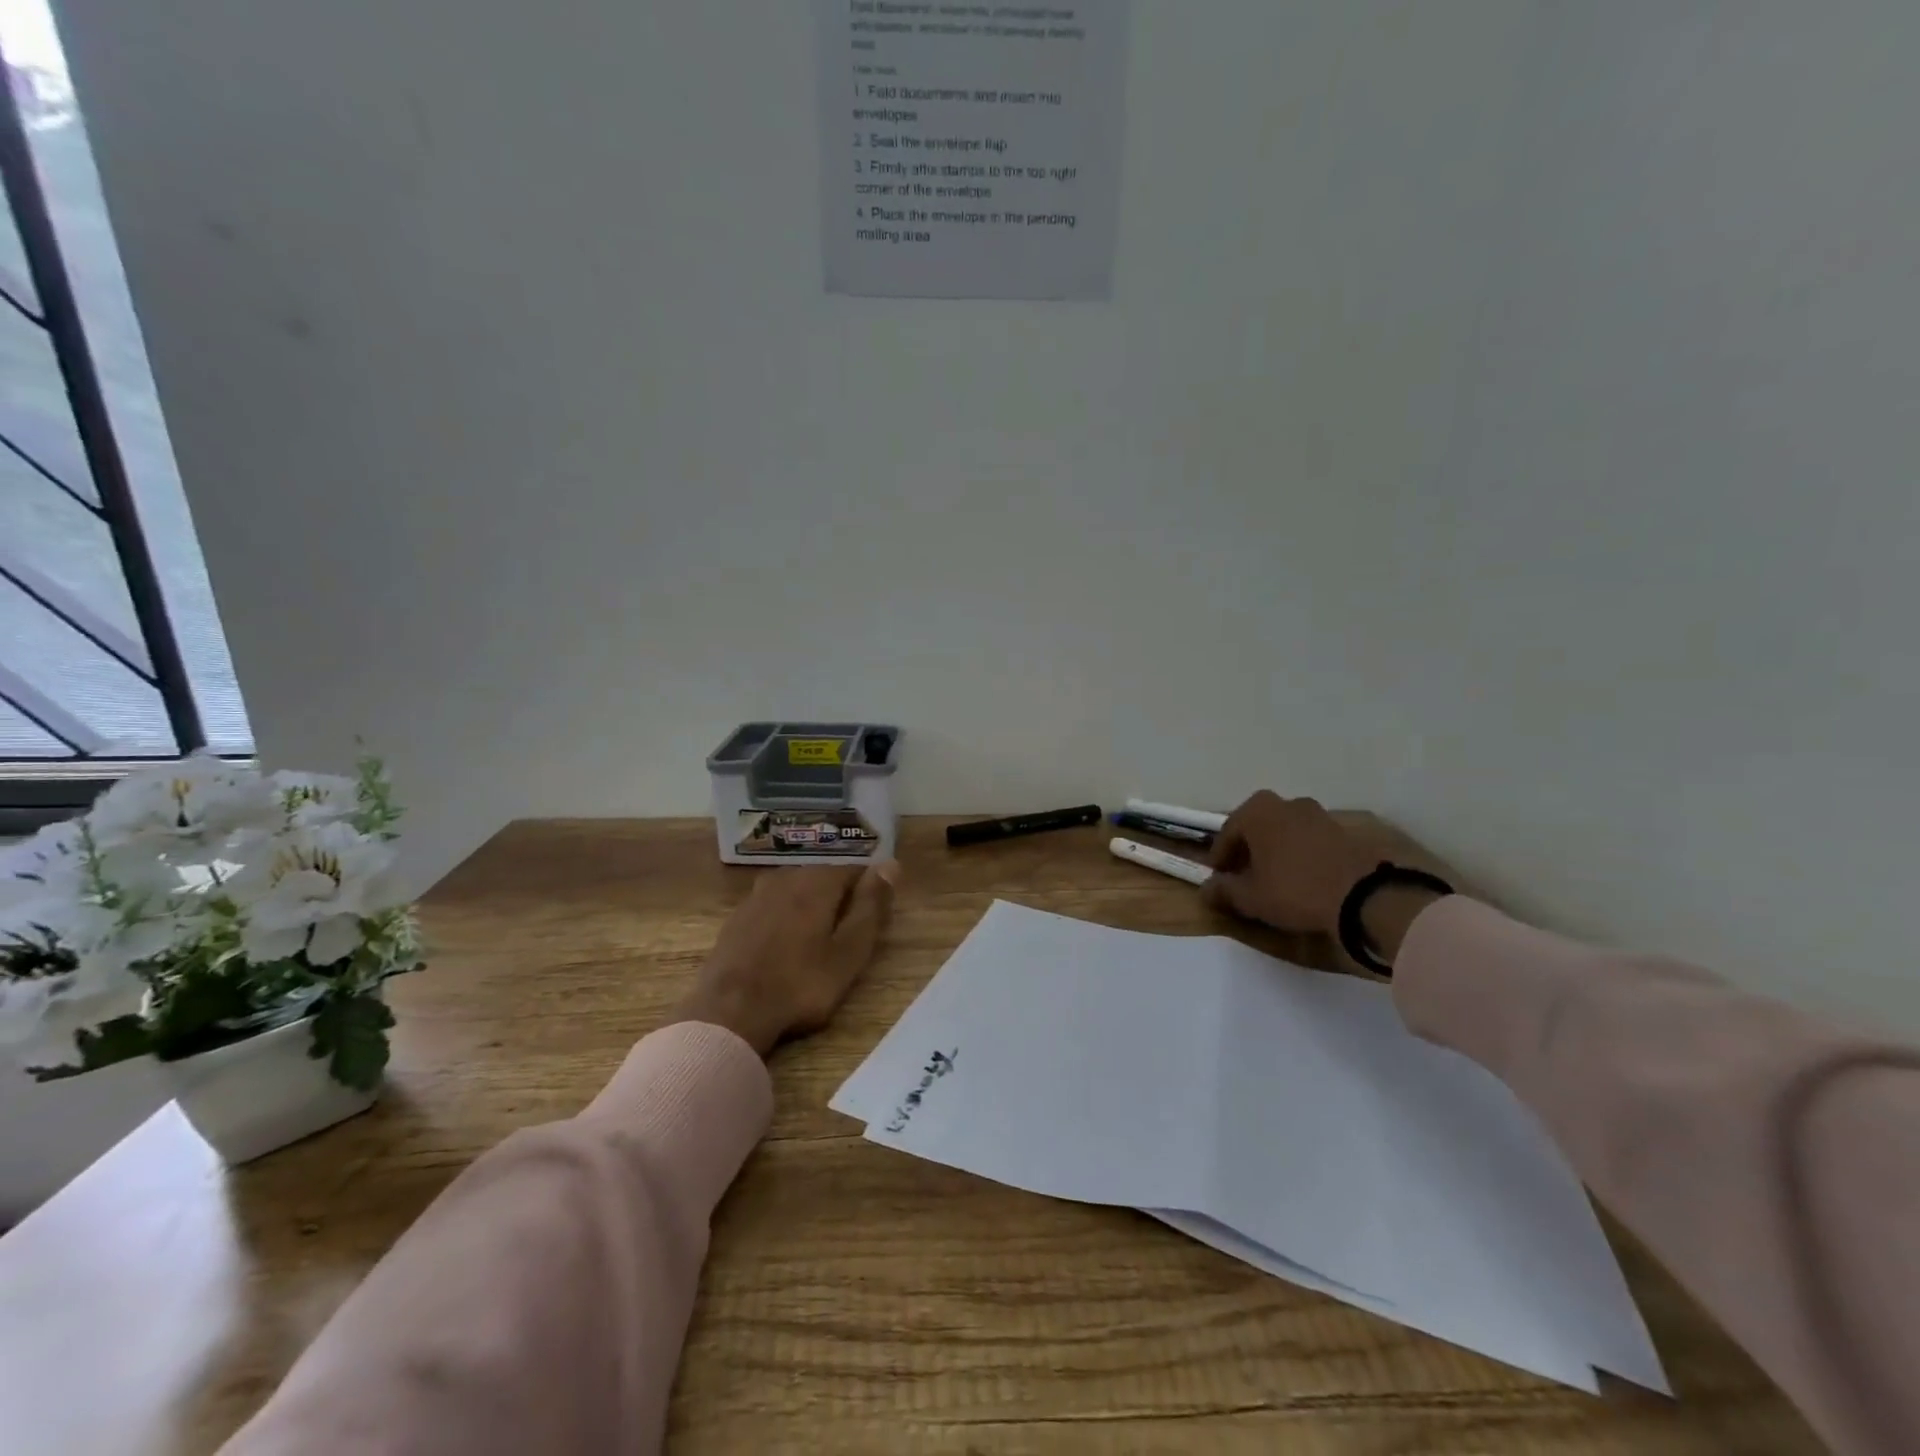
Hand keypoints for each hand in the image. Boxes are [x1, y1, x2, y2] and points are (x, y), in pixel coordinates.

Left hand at [667, 863, 899, 1056]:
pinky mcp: (737, 918)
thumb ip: (871, 906)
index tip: (875, 921)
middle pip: (825, 877)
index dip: (871, 892)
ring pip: (797, 890)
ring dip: (812, 907)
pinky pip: (773, 906)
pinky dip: (786, 918)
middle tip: (849, 937)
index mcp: (817, 881)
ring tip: (820, 941)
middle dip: (841, 898)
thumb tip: (890, 864)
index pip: (856, 870)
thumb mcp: (849, 951)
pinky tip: (787, 946)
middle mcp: (787, 877)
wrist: (728, 1012)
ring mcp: (757, 896)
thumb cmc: (800, 985)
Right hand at [1201, 792, 1446, 966]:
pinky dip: (1300, 854)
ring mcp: (1318, 814)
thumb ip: (1223, 890)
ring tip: (1274, 879)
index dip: (1219, 859)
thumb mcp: (1250, 897)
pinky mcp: (1344, 831)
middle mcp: (1286, 803)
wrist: (1365, 897)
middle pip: (1256, 827)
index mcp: (1257, 811)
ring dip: (1275, 851)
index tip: (1218, 880)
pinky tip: (1302, 878)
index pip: (1226, 834)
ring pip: (1284, 832)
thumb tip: (1206, 889)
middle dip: (1248, 850)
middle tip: (1244, 877)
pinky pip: (1309, 840)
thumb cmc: (1295, 890)